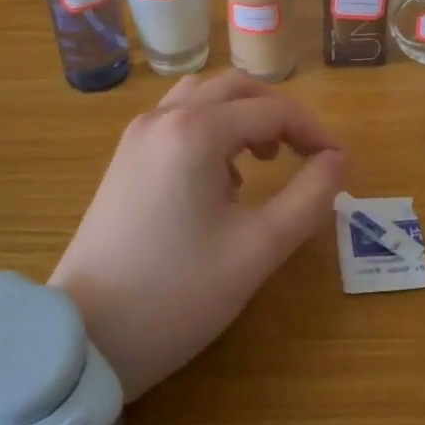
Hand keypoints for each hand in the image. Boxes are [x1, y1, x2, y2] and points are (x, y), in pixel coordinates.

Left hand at [50, 70, 346, 400]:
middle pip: (236, 88)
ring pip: (203, 97)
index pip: (272, 110)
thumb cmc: (177, 293)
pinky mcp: (125, 156)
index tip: (338, 163)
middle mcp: (164, 117)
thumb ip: (308, 197)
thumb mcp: (257, 249)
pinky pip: (178, 118)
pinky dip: (210, 129)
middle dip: (278, 114)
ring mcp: (138, 134)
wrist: (85, 336)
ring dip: (241, 116)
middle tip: (306, 155)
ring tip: (263, 162)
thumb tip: (337, 160)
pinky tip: (220, 179)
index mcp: (196, 131)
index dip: (313, 131)